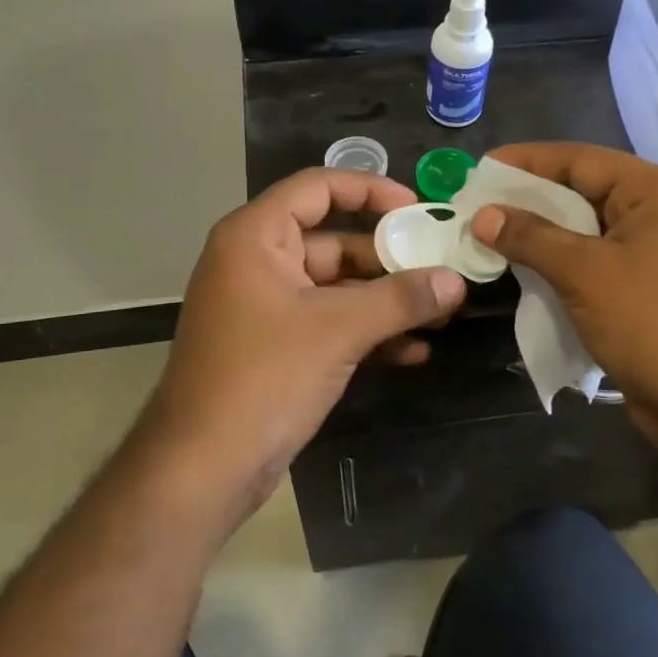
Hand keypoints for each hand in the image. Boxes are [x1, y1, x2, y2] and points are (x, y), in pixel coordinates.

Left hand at [141, 169, 466, 524]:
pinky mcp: (276, 346)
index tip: (418, 209)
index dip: (371, 190)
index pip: (318, 187)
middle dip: (391, 260)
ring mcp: (266, 307)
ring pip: (337, 287)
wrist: (201, 469)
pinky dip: (366, 332)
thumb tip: (456, 280)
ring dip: (386, 301)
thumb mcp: (338, 331)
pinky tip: (413, 351)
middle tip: (444, 272)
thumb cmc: (263, 378)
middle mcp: (258, 261)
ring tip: (441, 315)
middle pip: (335, 240)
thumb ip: (400, 299)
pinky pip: (328, 323)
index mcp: (256, 236)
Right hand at [468, 144, 657, 461]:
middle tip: (476, 205)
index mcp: (654, 190)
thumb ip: (530, 236)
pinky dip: (558, 260)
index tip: (479, 168)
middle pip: (581, 190)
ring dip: (539, 232)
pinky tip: (522, 268)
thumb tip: (482, 215)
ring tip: (489, 235)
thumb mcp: (583, 272)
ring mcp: (653, 249)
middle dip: (528, 199)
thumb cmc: (650, 322)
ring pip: (584, 227)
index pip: (579, 159)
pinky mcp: (644, 284)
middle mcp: (657, 210)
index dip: (526, 161)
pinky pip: (592, 258)